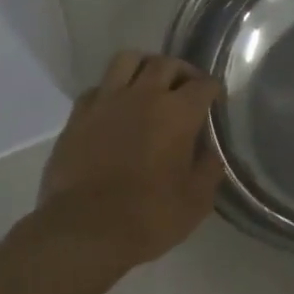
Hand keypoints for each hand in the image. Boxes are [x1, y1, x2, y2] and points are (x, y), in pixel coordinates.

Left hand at [28, 51, 224, 276]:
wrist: (84, 233)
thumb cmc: (149, 217)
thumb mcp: (197, 199)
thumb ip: (209, 167)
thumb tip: (211, 150)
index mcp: (179, 112)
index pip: (204, 84)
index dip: (214, 91)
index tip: (216, 103)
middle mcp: (144, 96)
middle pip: (167, 63)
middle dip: (183, 72)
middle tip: (187, 90)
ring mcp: (107, 102)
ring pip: (128, 60)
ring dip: (145, 67)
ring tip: (150, 85)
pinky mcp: (78, 116)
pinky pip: (98, 87)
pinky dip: (112, 90)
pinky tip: (116, 108)